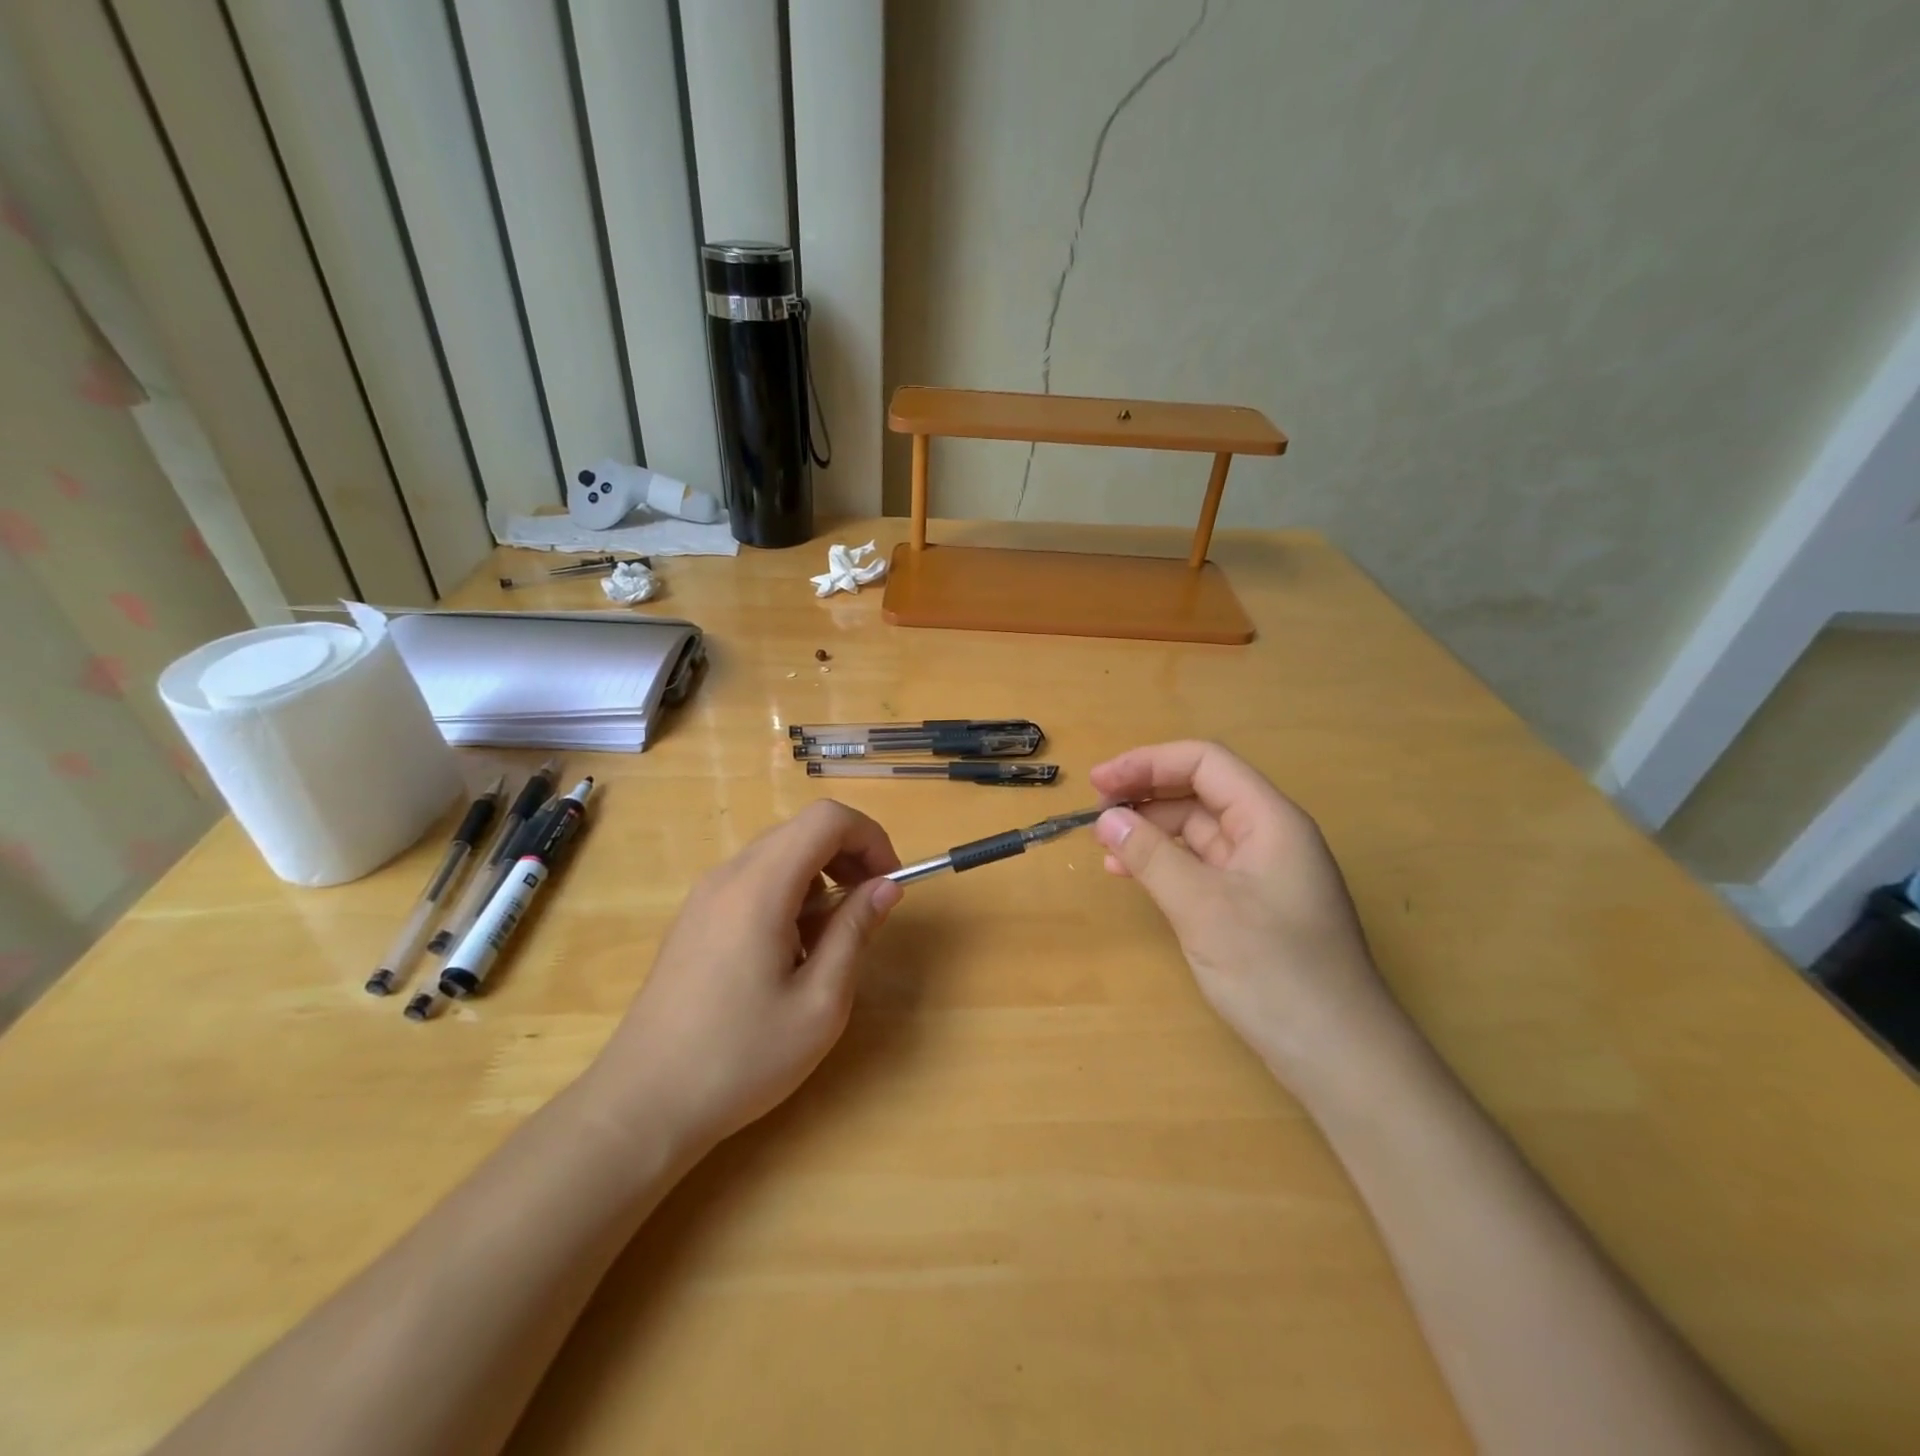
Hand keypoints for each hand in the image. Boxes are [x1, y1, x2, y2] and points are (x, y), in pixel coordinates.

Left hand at [585, 800, 903, 1149]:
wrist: (642, 1104)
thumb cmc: (740, 1058)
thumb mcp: (819, 1003)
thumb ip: (855, 932)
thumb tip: (887, 886)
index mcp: (760, 887)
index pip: (827, 819)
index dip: (870, 837)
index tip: (891, 883)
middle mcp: (728, 876)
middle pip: (802, 831)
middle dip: (849, 856)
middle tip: (871, 908)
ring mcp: (705, 896)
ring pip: (779, 855)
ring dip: (820, 878)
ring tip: (830, 939)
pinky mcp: (695, 919)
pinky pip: (753, 882)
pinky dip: (789, 895)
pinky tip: (790, 952)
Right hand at [1089, 741, 1407, 1095]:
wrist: (1338, 1057)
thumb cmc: (1275, 972)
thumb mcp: (1203, 908)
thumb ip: (1151, 856)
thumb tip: (1106, 818)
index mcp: (1270, 820)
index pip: (1205, 763)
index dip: (1148, 763)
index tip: (1099, 783)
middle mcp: (1269, 836)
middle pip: (1201, 792)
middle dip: (1146, 795)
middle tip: (1096, 815)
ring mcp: (1262, 873)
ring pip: (1198, 831)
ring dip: (1151, 831)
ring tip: (1105, 848)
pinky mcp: (1252, 906)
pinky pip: (1201, 867)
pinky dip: (1164, 864)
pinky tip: (1132, 876)